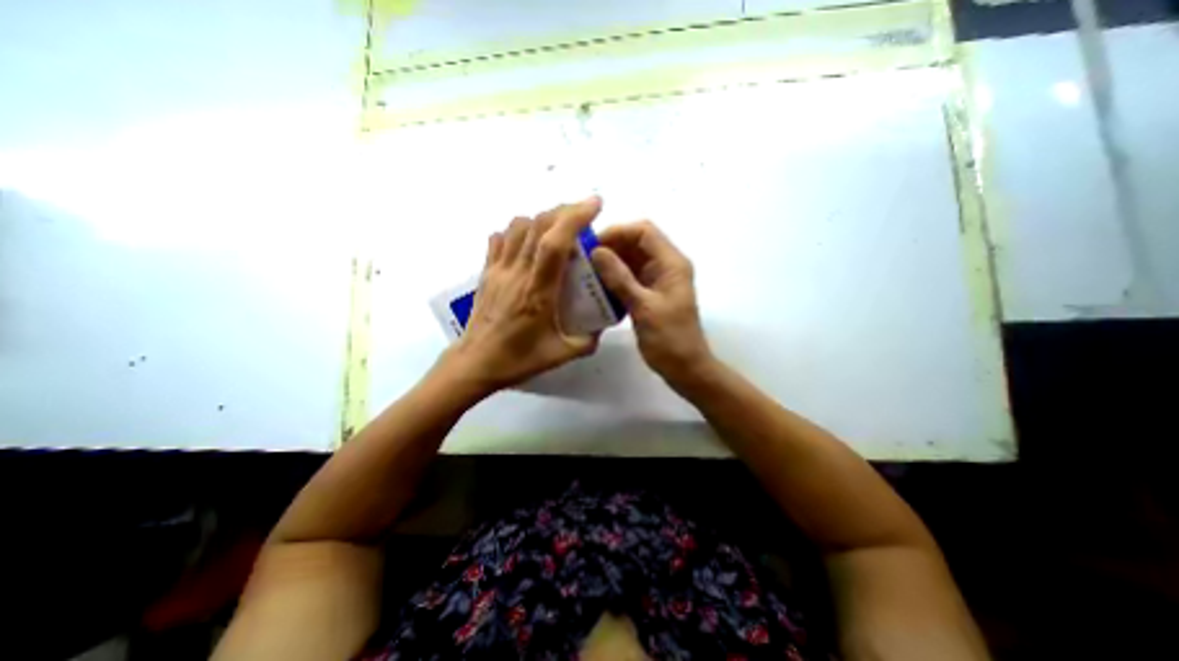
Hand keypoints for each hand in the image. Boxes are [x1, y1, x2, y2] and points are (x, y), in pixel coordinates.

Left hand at [447, 195, 602, 393]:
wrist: (475, 363)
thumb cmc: (517, 359)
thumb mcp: (560, 355)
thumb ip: (587, 341)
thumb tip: (601, 327)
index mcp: (538, 291)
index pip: (555, 243)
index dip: (575, 217)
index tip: (595, 204)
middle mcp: (517, 273)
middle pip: (538, 225)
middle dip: (564, 210)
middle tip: (583, 214)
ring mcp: (499, 270)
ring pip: (517, 226)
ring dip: (541, 219)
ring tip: (558, 229)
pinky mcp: (487, 272)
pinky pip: (500, 239)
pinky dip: (516, 231)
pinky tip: (527, 243)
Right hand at [588, 221, 709, 383]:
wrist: (685, 368)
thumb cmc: (669, 339)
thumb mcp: (643, 307)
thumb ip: (620, 278)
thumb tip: (597, 252)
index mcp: (672, 263)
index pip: (644, 231)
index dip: (618, 232)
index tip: (592, 245)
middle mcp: (666, 266)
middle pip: (636, 243)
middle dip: (611, 247)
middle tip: (584, 260)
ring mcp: (658, 280)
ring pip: (631, 260)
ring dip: (610, 263)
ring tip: (586, 272)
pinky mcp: (650, 293)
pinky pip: (630, 277)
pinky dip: (614, 278)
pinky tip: (597, 287)